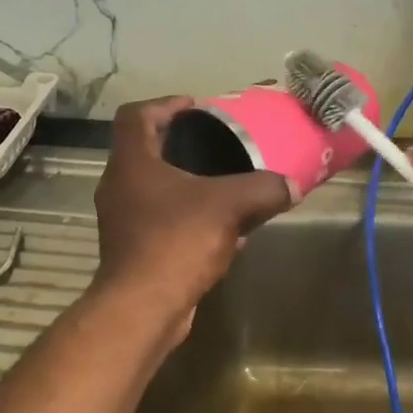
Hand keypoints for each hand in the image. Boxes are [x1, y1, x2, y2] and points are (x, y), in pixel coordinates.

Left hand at [92, 97, 292, 338]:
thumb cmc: (177, 241)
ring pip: (154, 189)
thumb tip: (293, 186)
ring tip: (224, 185)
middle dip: (179, 144)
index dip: (164, 104)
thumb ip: (264, 189)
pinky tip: (223, 231)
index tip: (194, 107)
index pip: (135, 115)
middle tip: (214, 143)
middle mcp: (119, 187)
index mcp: (131, 163)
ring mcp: (122, 221)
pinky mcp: (133, 251)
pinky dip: (188, 218)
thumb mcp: (229, 205)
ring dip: (186, 184)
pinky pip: (162, 222)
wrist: (143, 307)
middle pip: (144, 151)